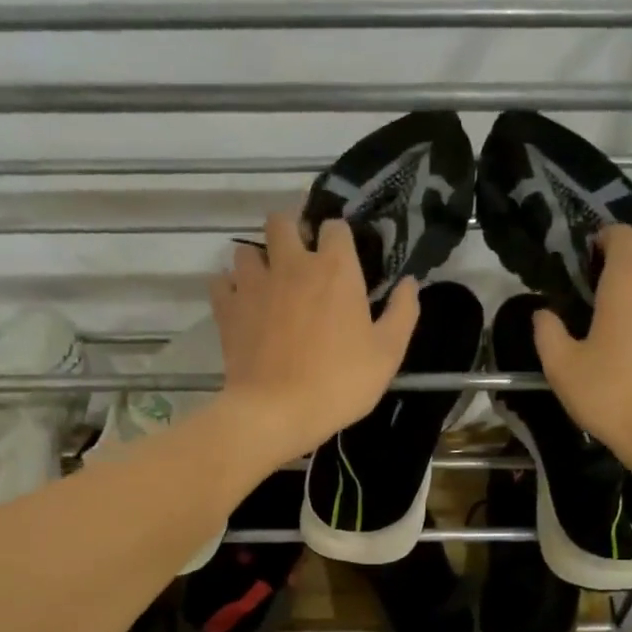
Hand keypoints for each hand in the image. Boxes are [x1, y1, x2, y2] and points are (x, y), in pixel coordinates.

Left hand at [209, 215, 418, 464]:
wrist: (278, 411)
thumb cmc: (340, 382)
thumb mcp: (388, 353)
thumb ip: (403, 312)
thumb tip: (410, 283)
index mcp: (335, 268)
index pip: (335, 226)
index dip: (339, 237)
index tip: (343, 257)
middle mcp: (291, 264)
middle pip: (282, 221)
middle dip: (291, 231)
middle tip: (300, 259)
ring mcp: (254, 284)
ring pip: (246, 249)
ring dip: (258, 260)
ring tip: (268, 284)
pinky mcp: (228, 308)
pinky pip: (221, 282)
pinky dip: (230, 289)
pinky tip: (242, 305)